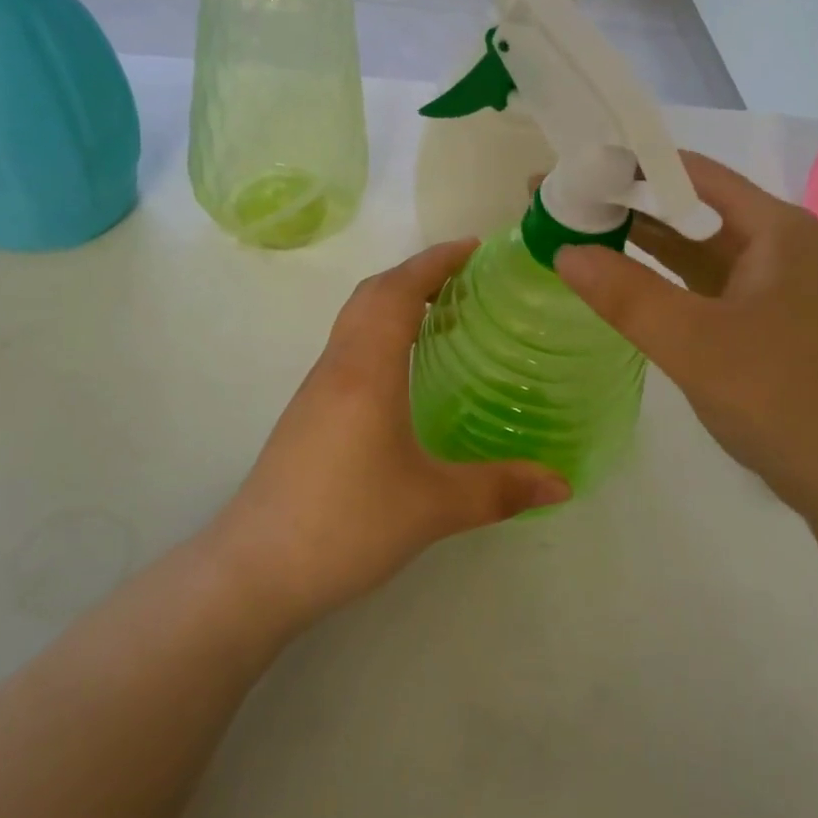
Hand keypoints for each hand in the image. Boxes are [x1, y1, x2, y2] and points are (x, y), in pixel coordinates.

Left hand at [205, 240, 569, 631]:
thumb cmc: (346, 525)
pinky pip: (347, 349)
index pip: (398, 291)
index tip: (473, 247)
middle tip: (465, 277)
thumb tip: (563, 483)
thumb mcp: (433, 507)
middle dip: (416, 273)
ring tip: (442, 314)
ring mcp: (316, 390)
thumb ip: (500, 490)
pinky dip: (379, 333)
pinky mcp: (307, 415)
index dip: (434, 262)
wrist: (255, 570)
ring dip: (394, 302)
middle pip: (372, 295)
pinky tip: (403, 370)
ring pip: (354, 321)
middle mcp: (337, 367)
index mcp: (366, 371)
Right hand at [556, 153, 817, 534]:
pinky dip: (660, 279)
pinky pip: (701, 285)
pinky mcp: (762, 322)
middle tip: (560, 202)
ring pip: (693, 247)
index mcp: (772, 227)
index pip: (688, 171)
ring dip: (639, 240)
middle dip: (624, 203)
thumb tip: (563, 250)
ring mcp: (770, 285)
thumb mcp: (695, 343)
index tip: (570, 170)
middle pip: (689, 206)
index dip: (626, 166)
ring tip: (575, 232)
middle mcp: (775, 243)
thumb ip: (627, 295)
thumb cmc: (785, 397)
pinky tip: (620, 281)